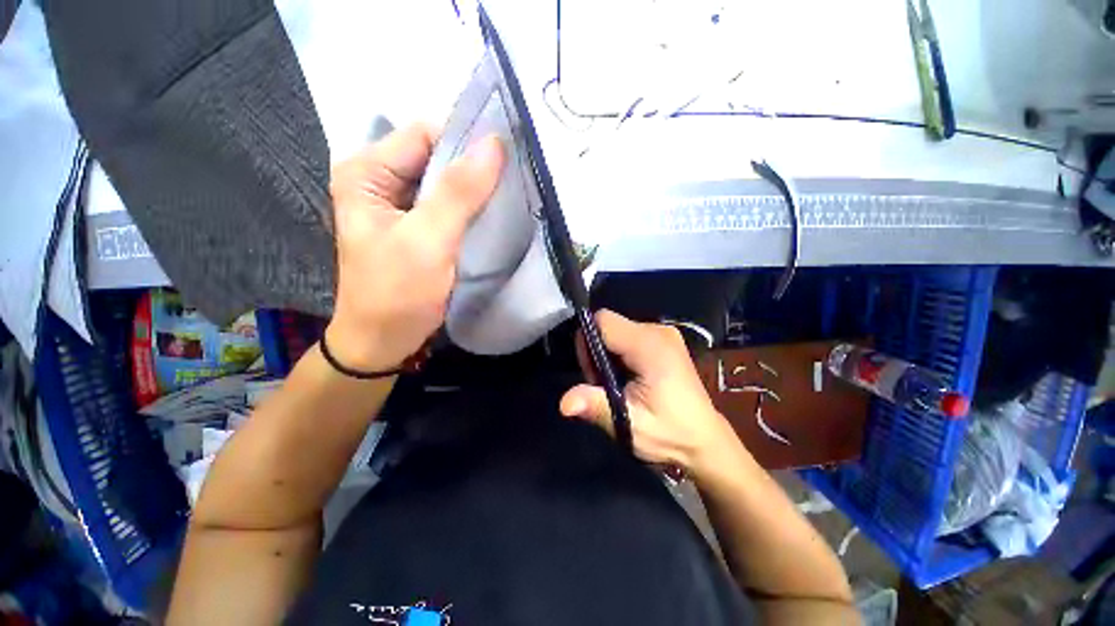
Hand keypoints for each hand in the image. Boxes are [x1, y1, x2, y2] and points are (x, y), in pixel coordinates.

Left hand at [326, 124, 504, 370]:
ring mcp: (399, 206)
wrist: (384, 341)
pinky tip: (493, 214)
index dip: (463, 139)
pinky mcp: (418, 227)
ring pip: (445, 182)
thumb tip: (494, 145)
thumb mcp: (428, 240)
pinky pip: (449, 206)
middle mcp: (380, 182)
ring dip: (475, 188)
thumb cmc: (397, 293)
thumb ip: (459, 192)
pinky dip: (471, 208)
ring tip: (509, 194)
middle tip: (514, 176)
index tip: (506, 154)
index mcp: (367, 173)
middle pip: (434, 157)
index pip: (422, 135)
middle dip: (473, 166)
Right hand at [560, 310, 744, 479]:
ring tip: (617, 384)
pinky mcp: (664, 339)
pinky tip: (629, 376)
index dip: (588, 342)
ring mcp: (664, 333)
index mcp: (650, 346)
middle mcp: (658, 331)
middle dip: (596, 351)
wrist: (705, 440)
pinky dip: (619, 352)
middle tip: (604, 385)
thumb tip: (563, 404)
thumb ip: (596, 406)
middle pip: (608, 324)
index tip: (593, 374)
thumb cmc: (669, 433)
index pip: (603, 320)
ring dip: (607, 353)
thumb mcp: (630, 424)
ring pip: (617, 329)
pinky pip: (629, 335)